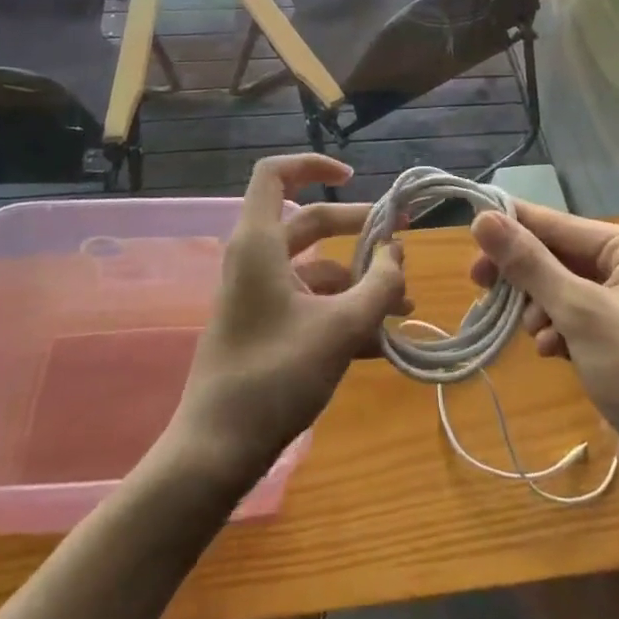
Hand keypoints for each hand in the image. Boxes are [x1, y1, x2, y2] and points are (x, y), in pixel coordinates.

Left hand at [171, 154, 409, 483]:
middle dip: (358, 230)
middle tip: (400, 242)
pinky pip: (308, 303)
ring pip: (315, 268)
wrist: (215, 453)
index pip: (275, 174)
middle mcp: (256, 260)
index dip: (313, 165)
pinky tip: (380, 342)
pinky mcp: (263, 328)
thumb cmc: (275, 376)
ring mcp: (258, 296)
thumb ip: (379, 285)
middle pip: (310, 223)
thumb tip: (398, 252)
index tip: (353, 178)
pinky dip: (342, 311)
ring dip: (359, 281)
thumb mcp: (341, 327)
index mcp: (260, 243)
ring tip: (402, 307)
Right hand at [471, 204, 618, 505]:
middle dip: (525, 275)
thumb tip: (482, 218)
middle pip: (559, 256)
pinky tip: (551, 353)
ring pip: (562, 290)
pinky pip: (574, 321)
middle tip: (480, 286)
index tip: (468, 234)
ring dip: (540, 309)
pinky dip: (557, 332)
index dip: (512, 227)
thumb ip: (529, 263)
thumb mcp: (580, 312)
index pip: (559, 224)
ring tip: (535, 335)